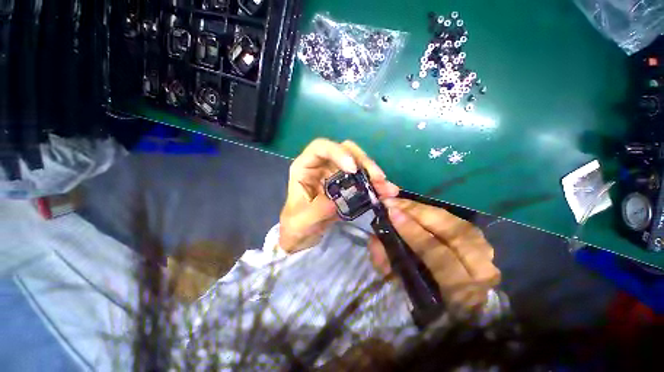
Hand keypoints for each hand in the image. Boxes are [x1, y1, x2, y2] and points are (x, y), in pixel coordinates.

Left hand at [279, 139, 398, 252]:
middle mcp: (322, 166)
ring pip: (357, 163)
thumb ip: (317, 209)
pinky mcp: (346, 184)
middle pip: (345, 151)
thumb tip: (337, 200)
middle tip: (378, 178)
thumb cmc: (296, 224)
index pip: (321, 147)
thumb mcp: (301, 220)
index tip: (353, 169)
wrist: (303, 235)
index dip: (338, 152)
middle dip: (363, 162)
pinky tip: (386, 191)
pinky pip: (362, 178)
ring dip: (373, 173)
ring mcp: (335, 174)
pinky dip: (374, 184)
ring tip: (387, 187)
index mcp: (305, 167)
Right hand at [368, 198, 500, 314]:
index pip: (439, 257)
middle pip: (454, 234)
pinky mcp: (482, 244)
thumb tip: (375, 240)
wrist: (461, 308)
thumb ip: (389, 263)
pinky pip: (458, 221)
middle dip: (420, 213)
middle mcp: (482, 272)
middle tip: (394, 202)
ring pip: (457, 223)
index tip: (392, 213)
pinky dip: (435, 213)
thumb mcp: (405, 288)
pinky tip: (417, 208)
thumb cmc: (426, 300)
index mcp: (462, 292)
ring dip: (426, 210)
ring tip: (402, 203)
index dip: (414, 233)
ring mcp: (487, 256)